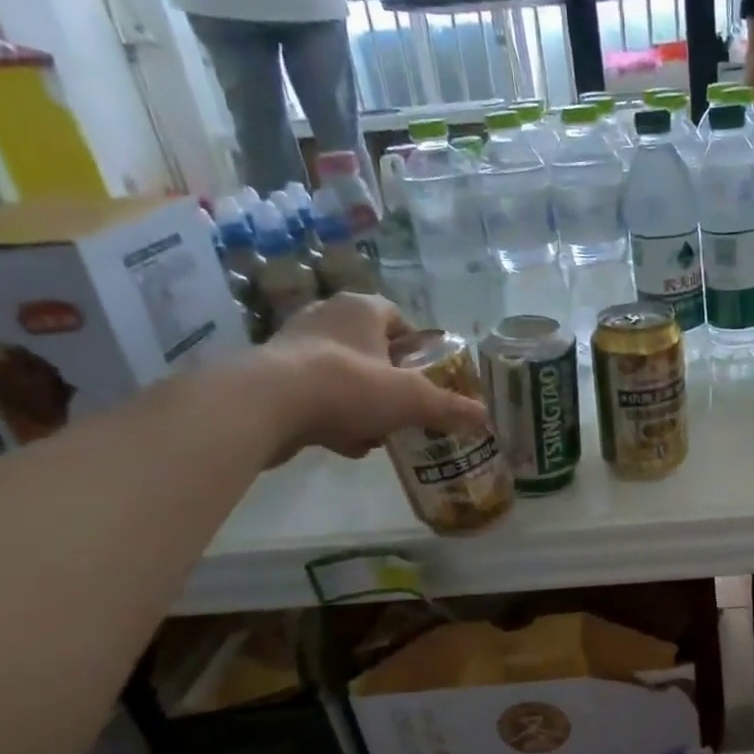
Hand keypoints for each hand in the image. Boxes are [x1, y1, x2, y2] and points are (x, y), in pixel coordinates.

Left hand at [259, 293, 488, 461]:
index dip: (417, 347)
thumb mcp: (413, 400)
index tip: (428, 376)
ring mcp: (294, 347)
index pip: (398, 318)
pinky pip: (316, 396)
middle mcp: (326, 318)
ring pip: (344, 376)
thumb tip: (488, 420)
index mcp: (361, 308)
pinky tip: (348, 445)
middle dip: (391, 382)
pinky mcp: (272, 378)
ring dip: (363, 404)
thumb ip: (451, 409)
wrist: (265, 406)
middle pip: (372, 350)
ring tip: (380, 432)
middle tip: (407, 408)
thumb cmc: (348, 386)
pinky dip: (334, 418)